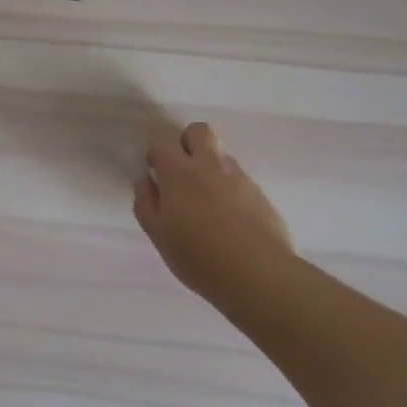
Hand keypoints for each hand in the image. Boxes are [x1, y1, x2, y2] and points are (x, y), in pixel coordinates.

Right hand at [134, 122, 293, 308]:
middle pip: (199, 131)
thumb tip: (146, 181)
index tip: (155, 172)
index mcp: (180, 173)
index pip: (162, 141)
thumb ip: (146, 203)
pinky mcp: (260, 194)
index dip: (156, 152)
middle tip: (181, 173)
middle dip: (186, 142)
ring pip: (221, 155)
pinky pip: (239, 179)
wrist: (258, 275)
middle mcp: (211, 166)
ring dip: (209, 167)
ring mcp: (239, 178)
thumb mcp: (159, 235)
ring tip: (205, 203)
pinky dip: (229, 189)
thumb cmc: (198, 257)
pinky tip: (228, 219)